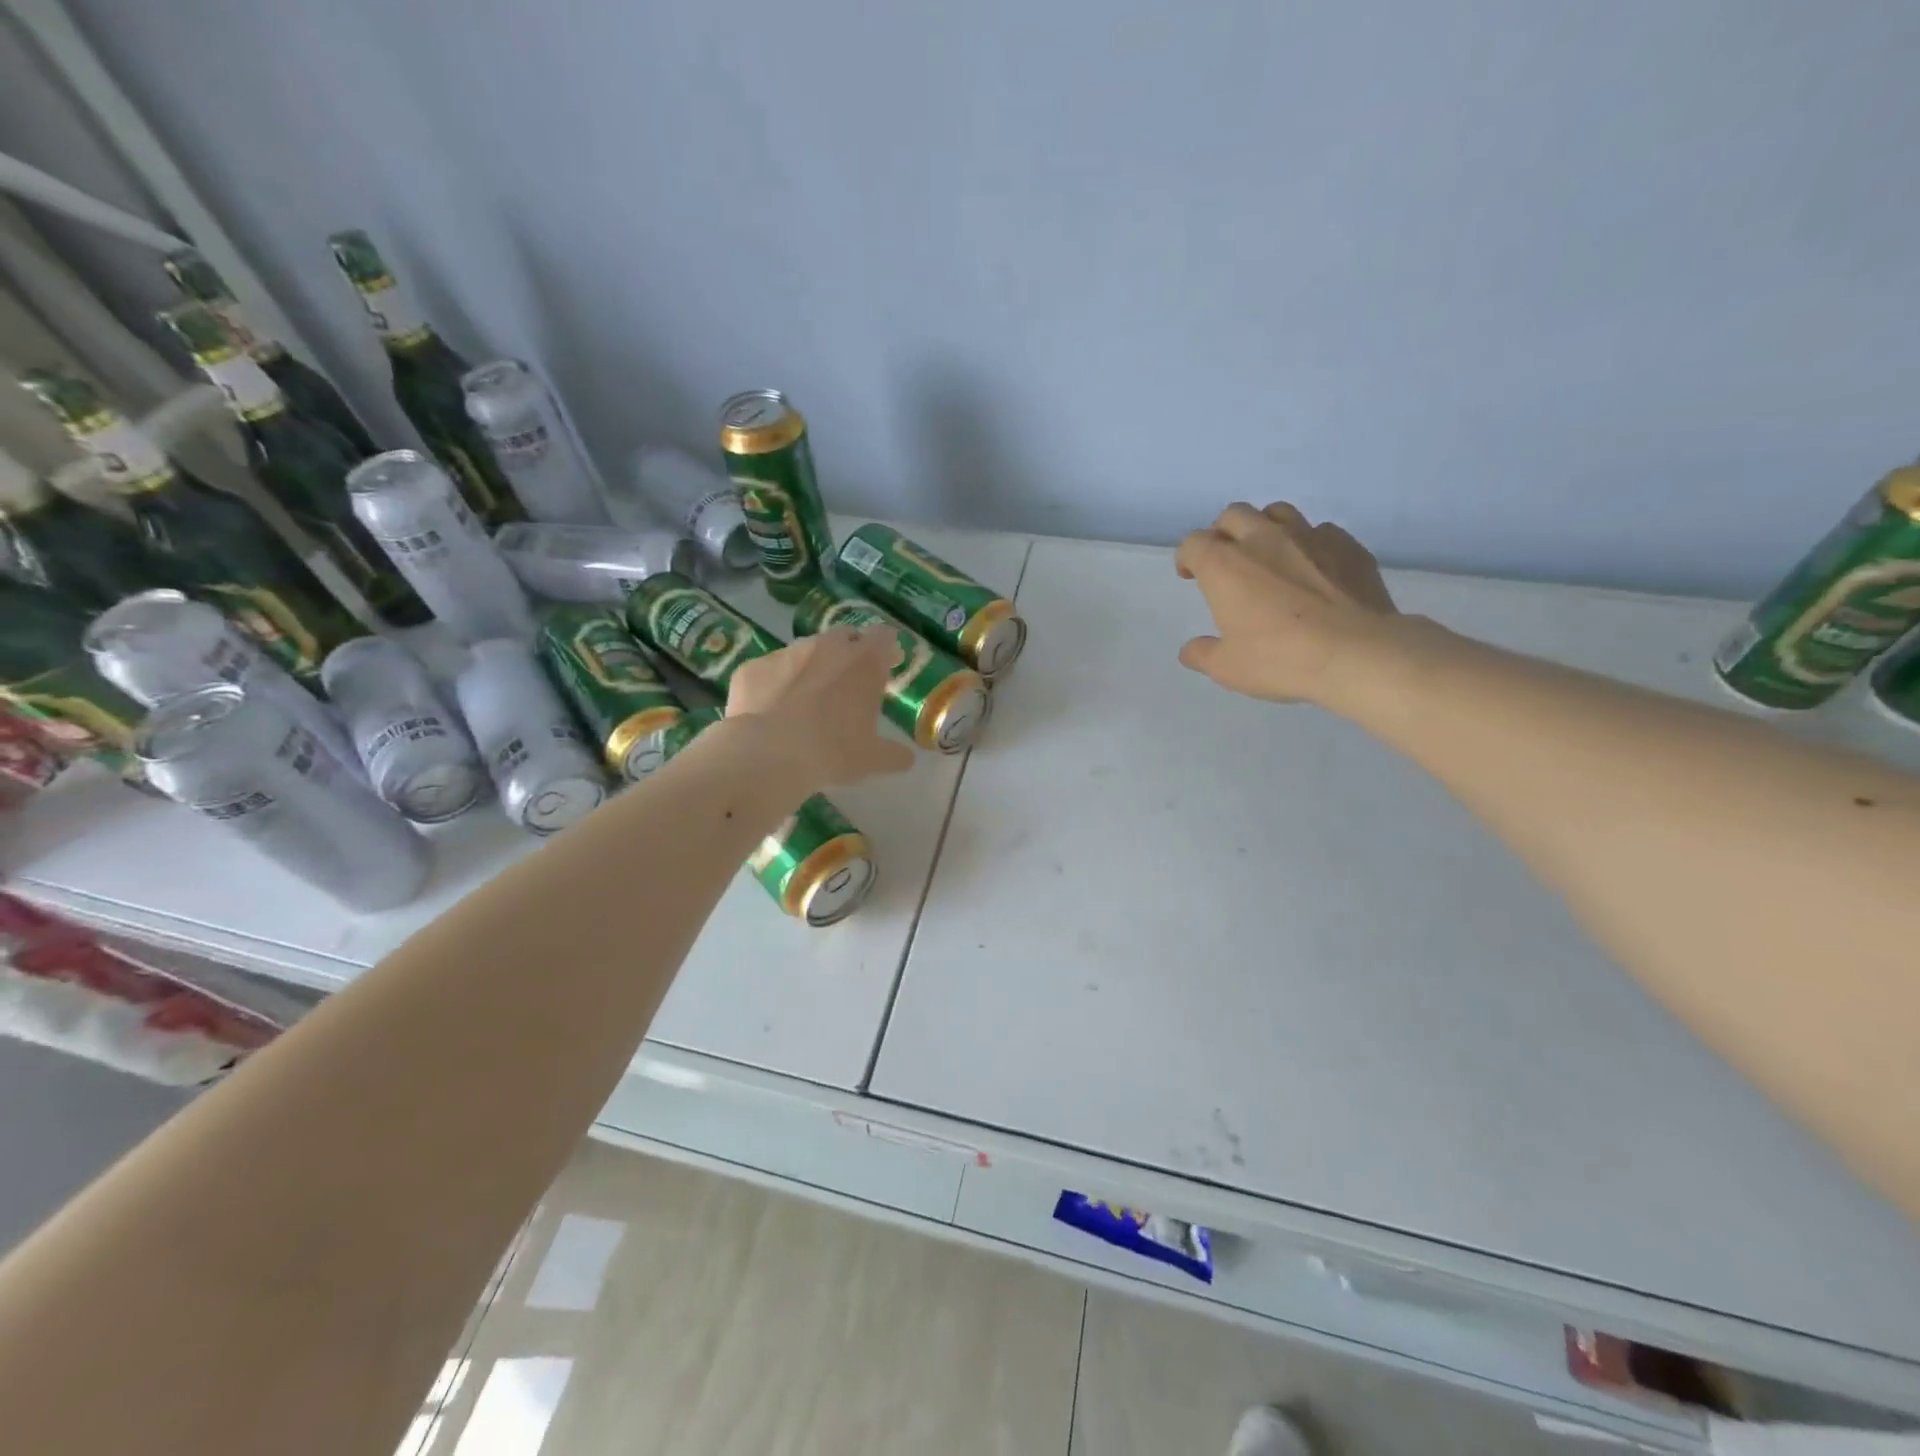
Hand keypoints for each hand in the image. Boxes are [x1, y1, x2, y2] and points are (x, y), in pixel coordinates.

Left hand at [725, 627, 916, 786]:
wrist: (767, 755)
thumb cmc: (832, 752)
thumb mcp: (872, 760)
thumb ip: (894, 754)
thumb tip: (906, 758)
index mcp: (864, 662)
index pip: (884, 636)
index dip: (887, 647)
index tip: (889, 662)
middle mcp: (827, 647)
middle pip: (845, 636)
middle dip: (850, 652)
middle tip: (850, 680)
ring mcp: (787, 653)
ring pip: (806, 651)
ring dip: (812, 666)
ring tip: (808, 697)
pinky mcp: (753, 667)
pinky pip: (770, 671)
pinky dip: (775, 684)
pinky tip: (772, 710)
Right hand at [1176, 502, 1397, 703]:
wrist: (1357, 653)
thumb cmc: (1280, 659)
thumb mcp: (1227, 668)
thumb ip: (1203, 654)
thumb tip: (1190, 650)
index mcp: (1224, 565)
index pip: (1193, 543)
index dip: (1187, 557)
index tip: (1190, 575)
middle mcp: (1262, 539)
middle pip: (1233, 515)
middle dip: (1223, 533)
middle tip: (1227, 560)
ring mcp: (1308, 536)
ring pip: (1277, 512)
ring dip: (1265, 528)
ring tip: (1269, 554)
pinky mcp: (1347, 545)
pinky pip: (1321, 531)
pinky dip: (1309, 544)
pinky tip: (1313, 567)